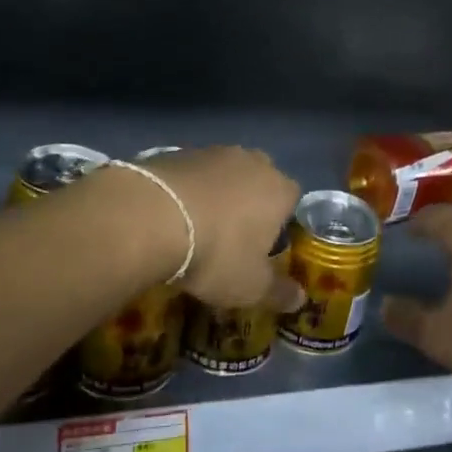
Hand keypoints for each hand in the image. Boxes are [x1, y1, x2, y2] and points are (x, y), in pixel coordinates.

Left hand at [136, 148, 302, 310]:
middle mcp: (252, 162)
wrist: (151, 218)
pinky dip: (187, 190)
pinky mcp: (176, 152)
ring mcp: (212, 152)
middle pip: (259, 179)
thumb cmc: (216, 253)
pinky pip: (191, 173)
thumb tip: (300, 299)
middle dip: (250, 201)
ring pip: (224, 173)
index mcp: (279, 190)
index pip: (293, 198)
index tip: (264, 245)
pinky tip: (170, 214)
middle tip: (232, 233)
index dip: (281, 221)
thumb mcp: (250, 286)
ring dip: (216, 193)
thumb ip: (278, 292)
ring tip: (196, 225)